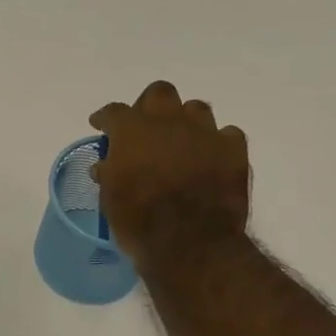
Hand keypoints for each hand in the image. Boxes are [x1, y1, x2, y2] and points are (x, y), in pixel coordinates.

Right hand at [90, 80, 250, 276]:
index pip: (113, 112)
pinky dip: (216, 143)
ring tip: (181, 142)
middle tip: (146, 127)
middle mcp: (168, 122)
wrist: (190, 243)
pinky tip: (211, 158)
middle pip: (159, 93)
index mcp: (131, 131)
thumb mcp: (110, 199)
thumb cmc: (139, 222)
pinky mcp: (234, 150)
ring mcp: (204, 132)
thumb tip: (106, 165)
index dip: (105, 118)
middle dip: (150, 106)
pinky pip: (226, 134)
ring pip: (196, 108)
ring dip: (186, 121)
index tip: (101, 125)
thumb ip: (109, 173)